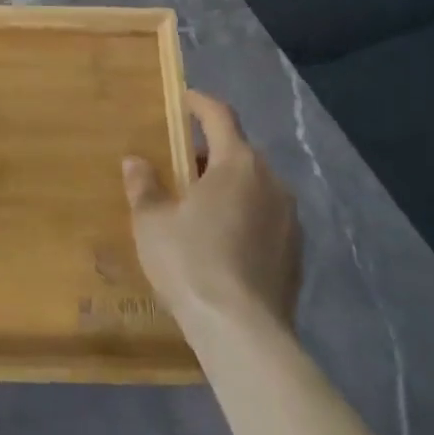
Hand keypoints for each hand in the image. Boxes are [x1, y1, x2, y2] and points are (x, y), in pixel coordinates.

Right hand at [124, 90, 301, 332]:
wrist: (244, 335)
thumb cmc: (192, 262)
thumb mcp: (152, 222)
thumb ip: (144, 186)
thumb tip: (136, 162)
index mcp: (237, 163)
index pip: (220, 116)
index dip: (200, 104)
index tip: (184, 99)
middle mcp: (271, 181)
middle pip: (238, 152)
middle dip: (209, 152)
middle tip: (179, 165)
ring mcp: (290, 219)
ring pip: (255, 187)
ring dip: (228, 187)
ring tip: (198, 206)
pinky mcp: (297, 254)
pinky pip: (266, 219)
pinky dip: (244, 217)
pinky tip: (222, 243)